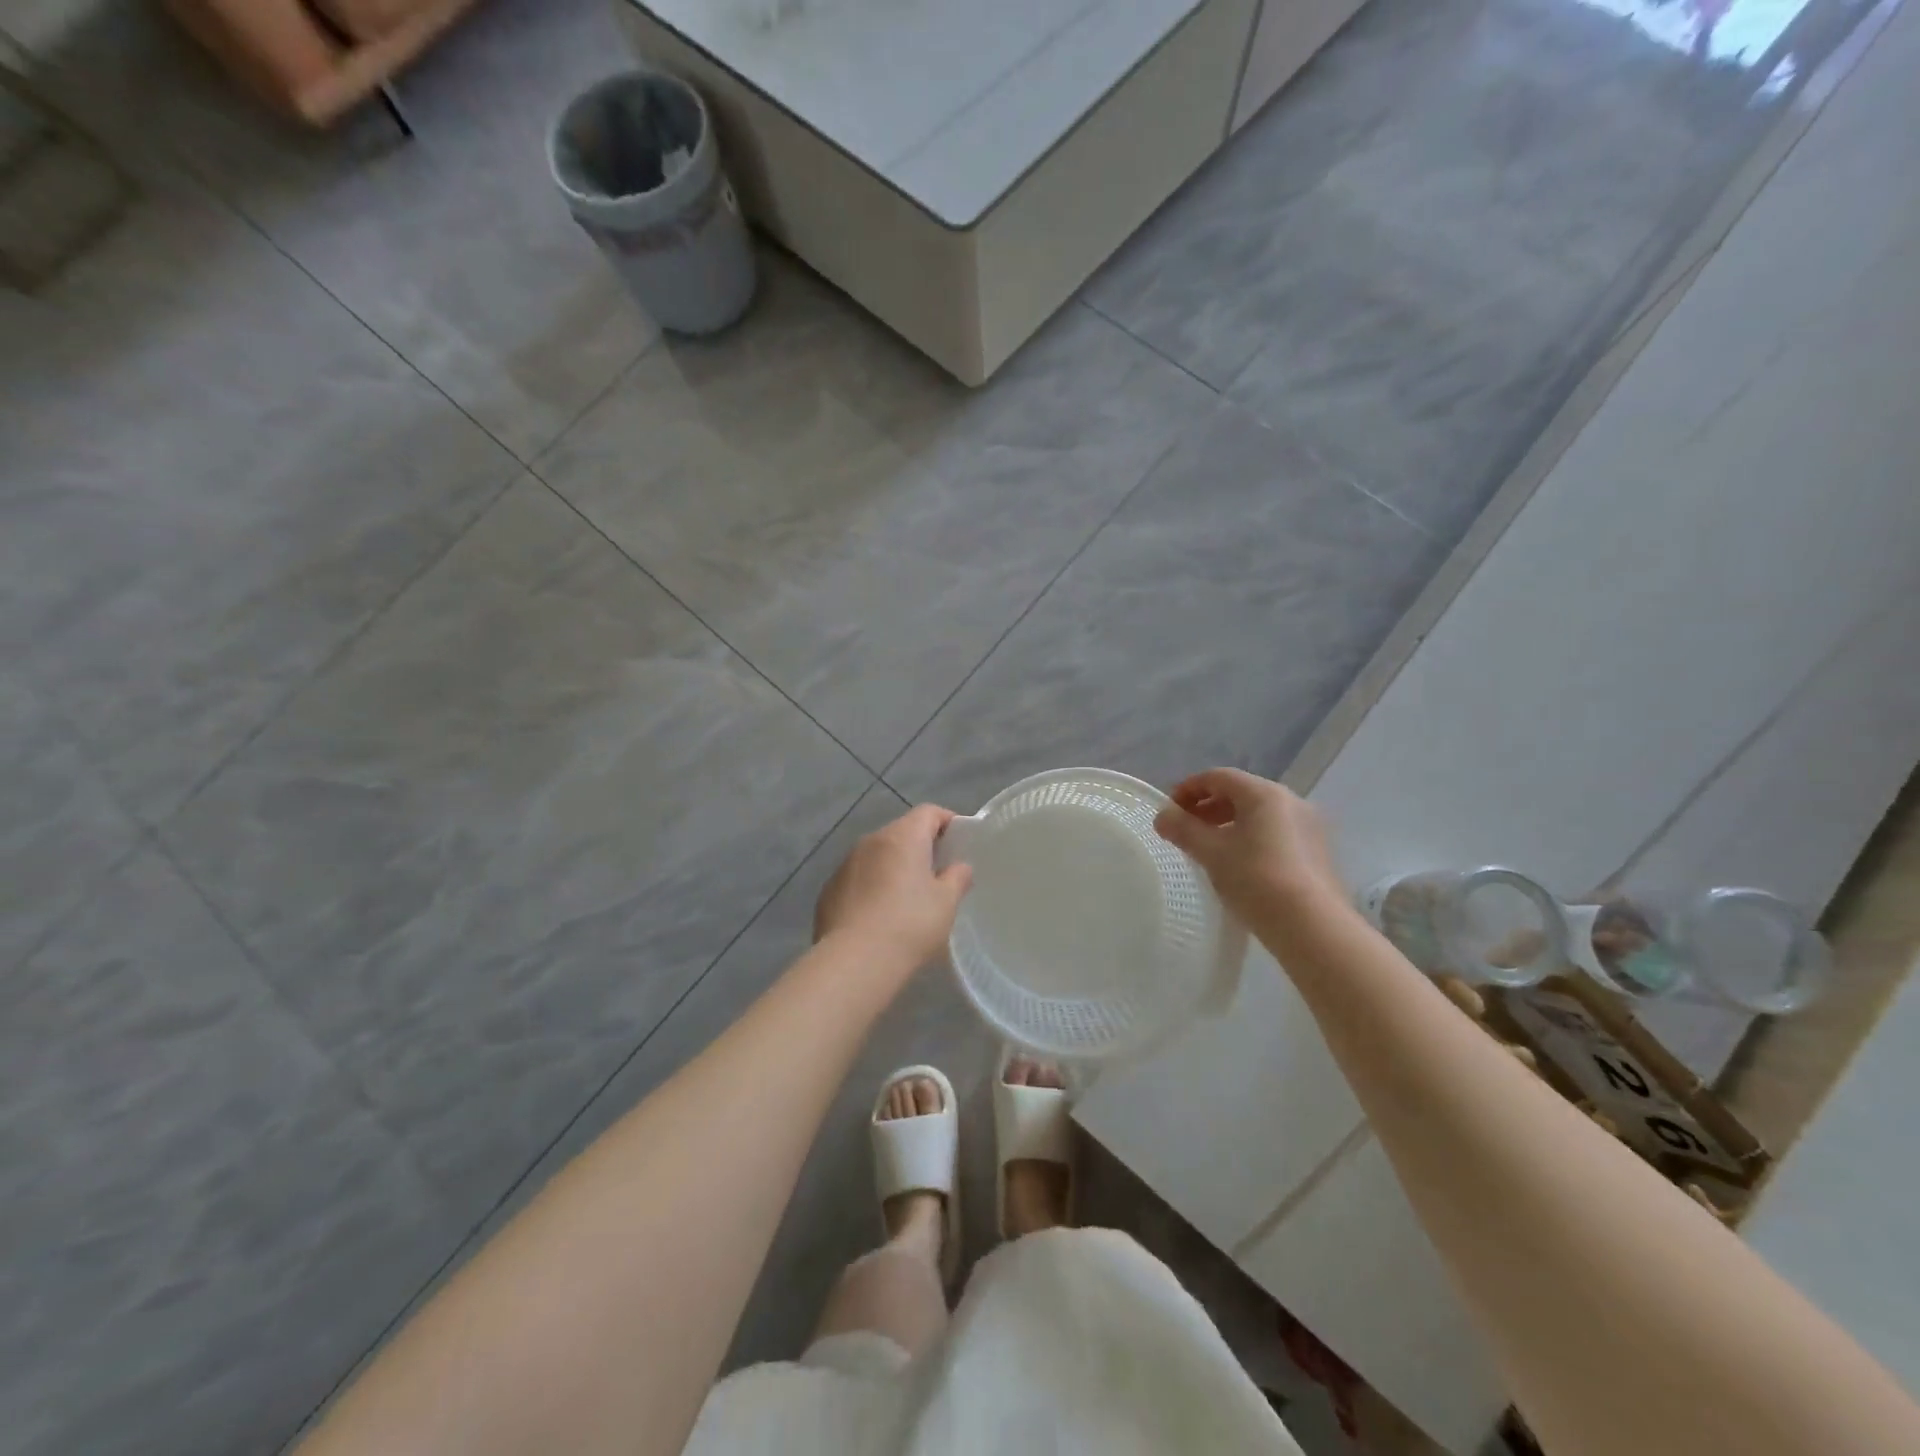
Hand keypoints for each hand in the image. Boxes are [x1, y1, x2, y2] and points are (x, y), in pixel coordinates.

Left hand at [815, 805, 973, 970]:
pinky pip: (858, 878)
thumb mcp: (946, 903)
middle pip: (901, 831)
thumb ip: (957, 878)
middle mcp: (871, 841)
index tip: (959, 842)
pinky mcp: (830, 889)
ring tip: (908, 896)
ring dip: (894, 866)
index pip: (928, 812)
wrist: (854, 961)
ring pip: (877, 855)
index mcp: (903, 837)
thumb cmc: (909, 924)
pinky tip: (879, 915)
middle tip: (938, 873)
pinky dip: (872, 886)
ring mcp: (846, 864)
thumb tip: (959, 867)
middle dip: (921, 846)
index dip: (947, 821)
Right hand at [1154, 769, 1346, 926]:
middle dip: (1208, 807)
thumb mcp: (1211, 853)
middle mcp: (1292, 801)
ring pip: (1260, 815)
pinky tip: (1239, 865)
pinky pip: (1276, 833)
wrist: (1313, 928)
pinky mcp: (1318, 853)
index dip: (1188, 788)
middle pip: (1240, 793)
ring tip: (1209, 849)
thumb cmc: (1256, 879)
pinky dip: (1251, 839)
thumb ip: (1183, 829)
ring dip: (1229, 824)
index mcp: (1265, 793)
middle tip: (1186, 830)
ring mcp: (1310, 827)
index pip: (1218, 777)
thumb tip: (1163, 816)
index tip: (1169, 811)